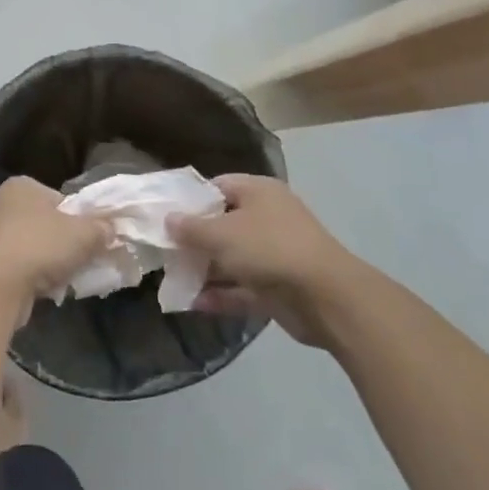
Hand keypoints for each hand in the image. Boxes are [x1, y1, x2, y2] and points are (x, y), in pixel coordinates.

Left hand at [0, 177, 114, 322]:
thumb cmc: (39, 246)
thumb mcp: (84, 233)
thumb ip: (101, 228)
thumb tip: (110, 229)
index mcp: (22, 186)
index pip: (61, 199)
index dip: (81, 219)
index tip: (93, 239)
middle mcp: (2, 204)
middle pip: (48, 223)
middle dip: (67, 242)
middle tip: (85, 259)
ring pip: (35, 247)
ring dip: (52, 262)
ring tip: (68, 278)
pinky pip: (21, 266)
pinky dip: (35, 276)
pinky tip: (48, 289)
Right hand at [168, 176, 368, 351]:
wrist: (325, 297)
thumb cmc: (269, 249)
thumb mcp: (221, 233)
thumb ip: (190, 228)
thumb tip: (168, 220)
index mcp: (258, 192)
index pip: (218, 186)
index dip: (190, 199)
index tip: (164, 214)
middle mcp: (267, 218)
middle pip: (222, 224)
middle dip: (193, 239)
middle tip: (163, 249)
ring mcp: (273, 254)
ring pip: (231, 258)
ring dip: (204, 269)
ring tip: (171, 278)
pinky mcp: (277, 287)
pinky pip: (242, 287)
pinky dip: (220, 294)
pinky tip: (191, 303)